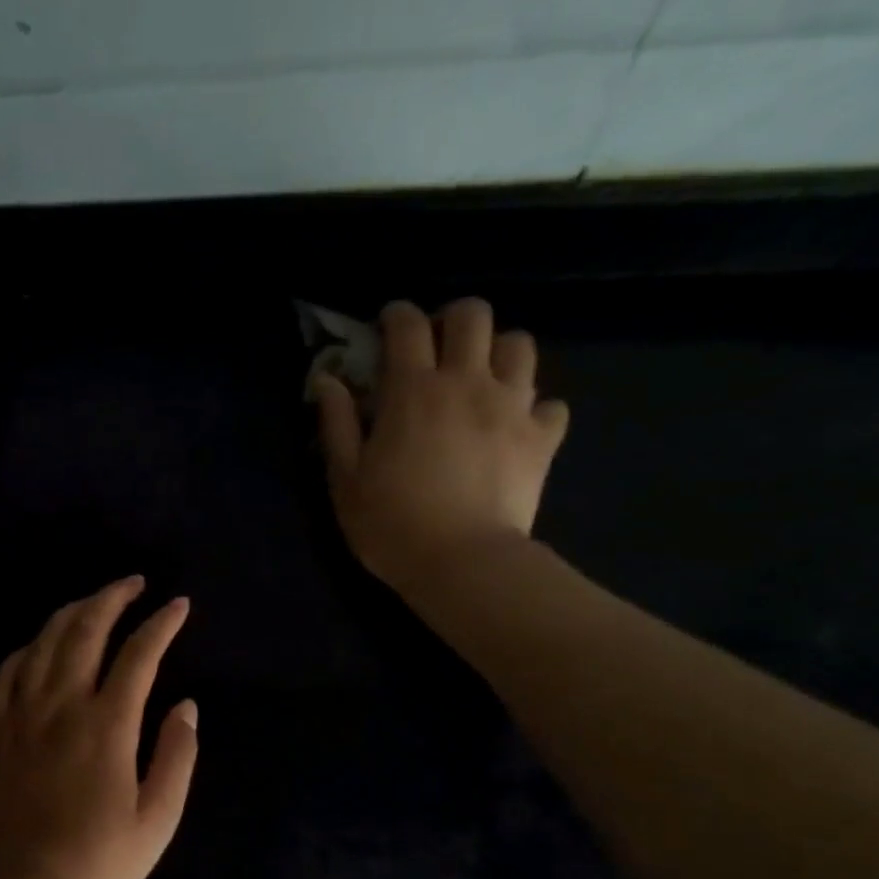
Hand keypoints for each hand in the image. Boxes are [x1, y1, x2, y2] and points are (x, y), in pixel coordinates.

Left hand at [0, 577, 198, 878]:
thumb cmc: (99, 862)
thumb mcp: (158, 818)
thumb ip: (177, 757)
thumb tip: (187, 706)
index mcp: (107, 725)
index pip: (139, 655)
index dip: (162, 624)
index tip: (179, 605)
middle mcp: (62, 706)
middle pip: (85, 631)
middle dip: (112, 598)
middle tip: (133, 583)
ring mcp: (22, 716)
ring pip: (44, 643)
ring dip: (71, 613)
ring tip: (92, 602)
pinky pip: (6, 673)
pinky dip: (27, 649)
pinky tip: (39, 646)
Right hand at [313, 298, 568, 592]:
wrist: (462, 563)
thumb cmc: (391, 524)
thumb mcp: (345, 479)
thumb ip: (336, 424)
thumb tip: (327, 380)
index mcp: (413, 390)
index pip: (406, 326)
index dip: (396, 316)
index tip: (387, 327)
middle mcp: (467, 383)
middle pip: (473, 315)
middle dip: (453, 320)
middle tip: (438, 347)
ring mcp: (512, 407)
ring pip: (520, 345)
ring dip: (498, 353)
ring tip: (482, 380)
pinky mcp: (542, 438)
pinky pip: (550, 404)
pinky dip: (534, 408)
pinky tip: (516, 427)